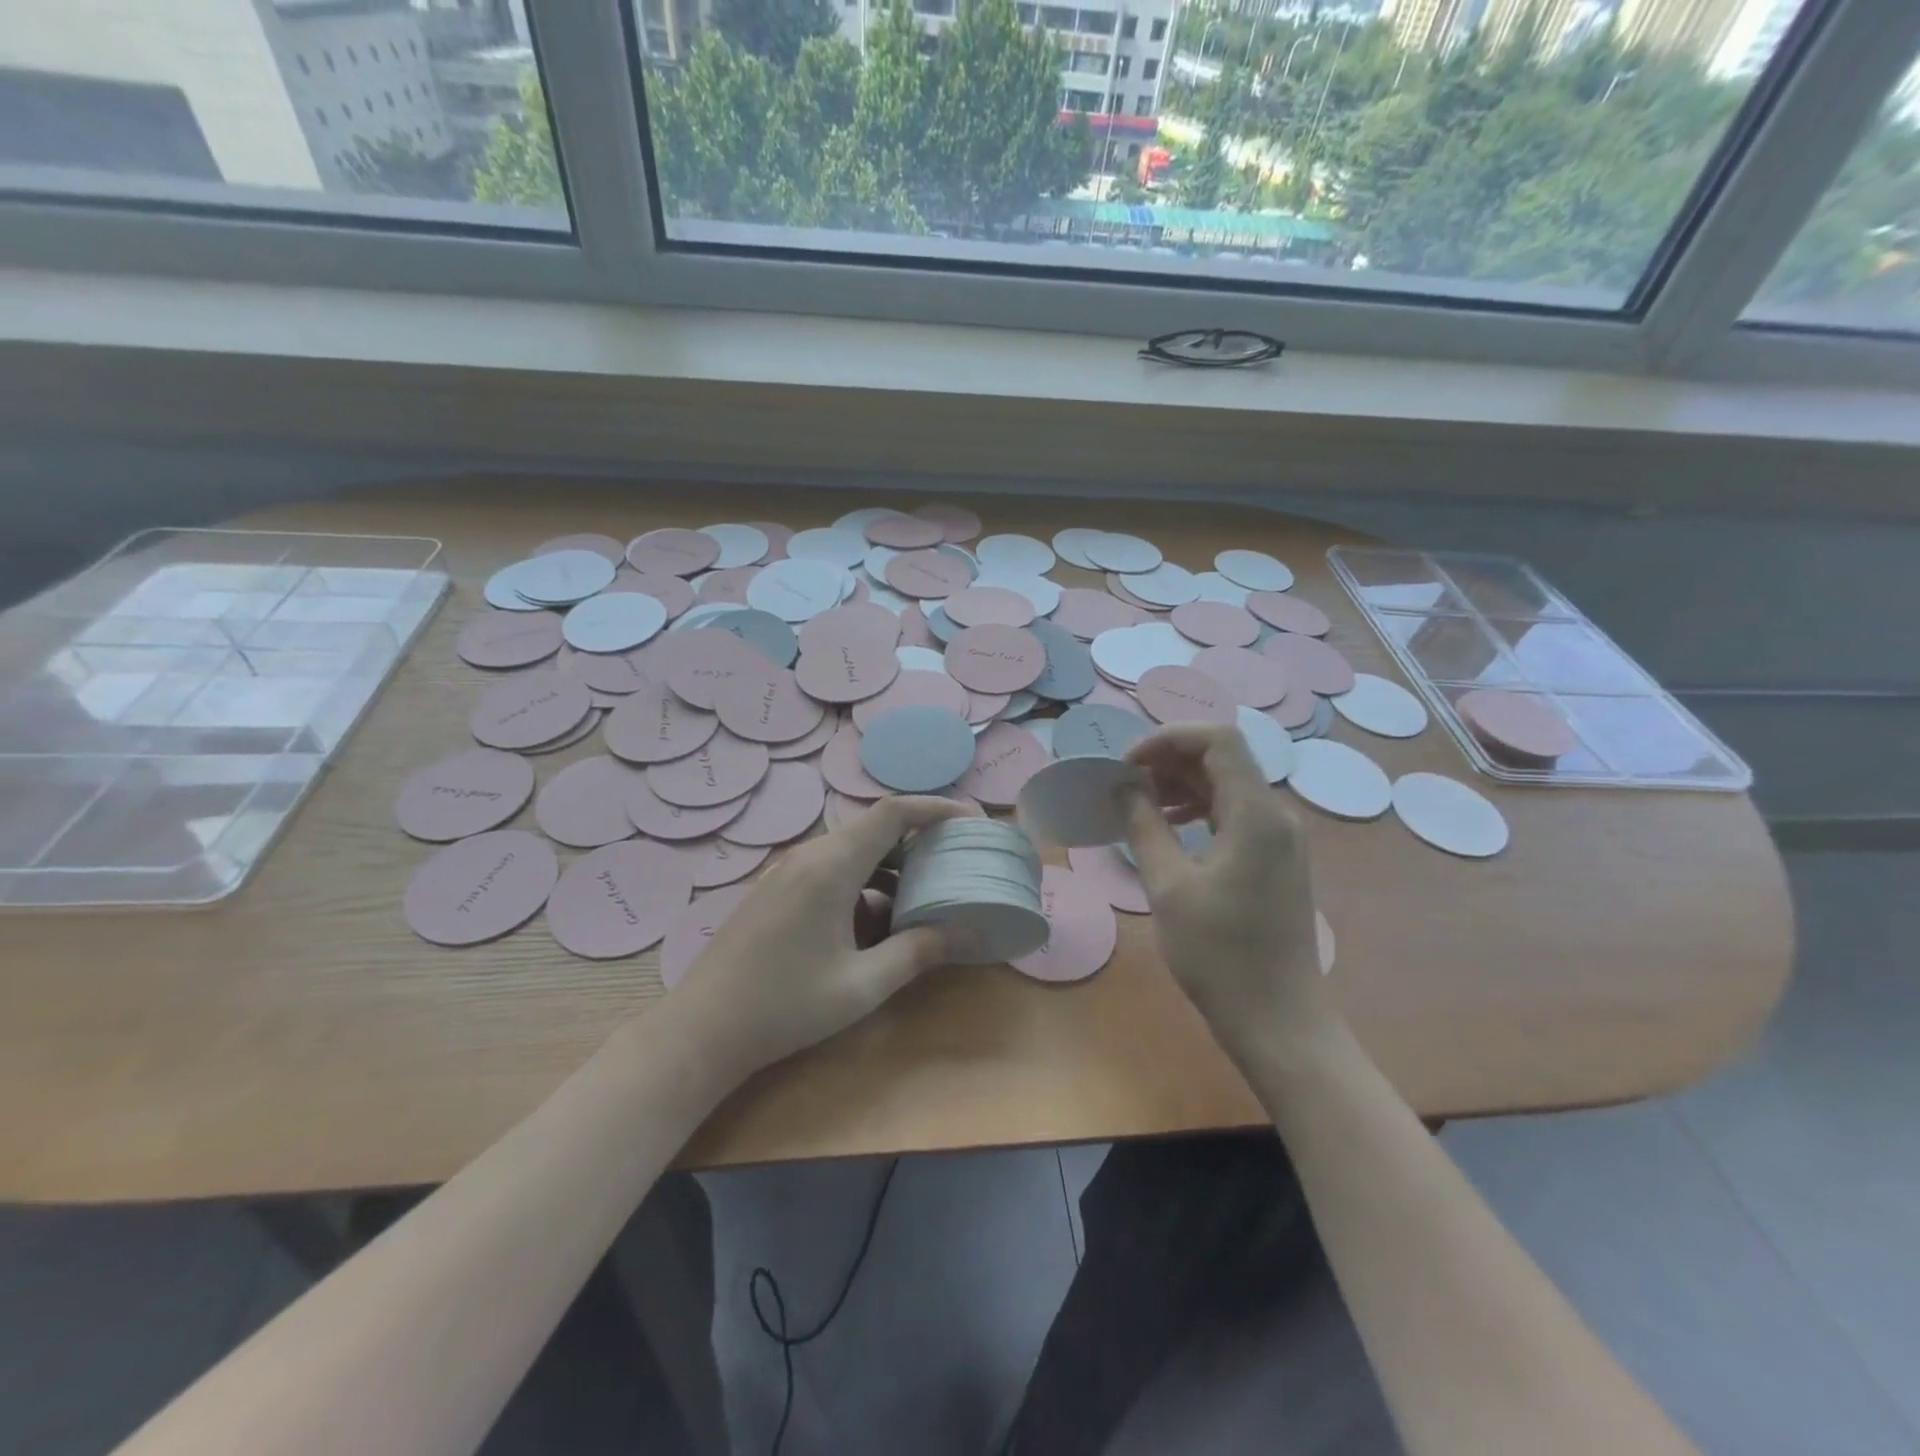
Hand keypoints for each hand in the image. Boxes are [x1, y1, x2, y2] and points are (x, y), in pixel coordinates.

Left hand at [670, 795, 979, 1077]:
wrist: (700, 1030)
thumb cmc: (785, 1007)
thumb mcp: (862, 985)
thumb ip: (918, 951)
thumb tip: (970, 933)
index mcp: (831, 866)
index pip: (892, 812)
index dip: (935, 807)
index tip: (971, 820)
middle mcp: (808, 856)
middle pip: (873, 829)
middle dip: (919, 842)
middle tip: (955, 863)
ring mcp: (786, 872)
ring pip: (851, 851)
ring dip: (890, 867)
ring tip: (923, 897)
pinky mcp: (775, 891)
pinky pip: (830, 870)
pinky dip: (862, 884)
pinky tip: (875, 924)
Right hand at [1123, 725, 1337, 1067]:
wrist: (1278, 1020)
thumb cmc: (1219, 955)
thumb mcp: (1168, 887)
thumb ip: (1144, 826)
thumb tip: (1123, 786)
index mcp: (1257, 813)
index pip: (1218, 739)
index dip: (1169, 738)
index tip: (1127, 762)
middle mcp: (1277, 814)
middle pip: (1223, 759)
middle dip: (1170, 760)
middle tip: (1124, 782)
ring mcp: (1282, 838)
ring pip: (1228, 786)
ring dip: (1182, 784)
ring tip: (1139, 802)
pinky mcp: (1277, 859)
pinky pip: (1236, 814)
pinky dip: (1200, 809)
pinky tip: (1169, 826)